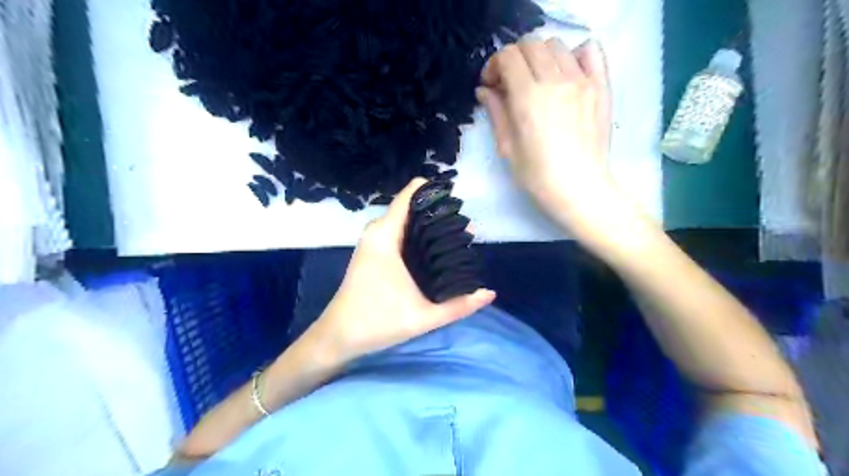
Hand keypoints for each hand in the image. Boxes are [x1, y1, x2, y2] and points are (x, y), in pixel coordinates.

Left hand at [306, 176, 495, 359]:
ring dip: (429, 224)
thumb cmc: (378, 322)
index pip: (410, 195)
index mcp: (386, 236)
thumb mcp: (424, 317)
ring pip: (406, 220)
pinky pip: (399, 231)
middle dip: (439, 213)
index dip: (435, 191)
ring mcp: (373, 240)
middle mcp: (378, 231)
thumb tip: (490, 293)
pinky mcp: (372, 250)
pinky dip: (418, 233)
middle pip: (412, 207)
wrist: (339, 336)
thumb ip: (460, 306)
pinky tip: (435, 248)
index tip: (460, 201)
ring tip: (457, 237)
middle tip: (467, 229)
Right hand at [477, 37, 620, 240]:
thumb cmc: (537, 175)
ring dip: (540, 56)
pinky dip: (575, 53)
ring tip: (537, 79)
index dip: (494, 65)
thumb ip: (496, 112)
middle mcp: (555, 81)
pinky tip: (567, 72)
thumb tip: (485, 90)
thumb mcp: (507, 147)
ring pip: (557, 45)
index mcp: (528, 98)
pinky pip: (591, 51)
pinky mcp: (601, 86)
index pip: (508, 56)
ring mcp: (582, 81)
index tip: (491, 84)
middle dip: (514, 58)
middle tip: (511, 81)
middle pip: (531, 44)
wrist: (579, 188)